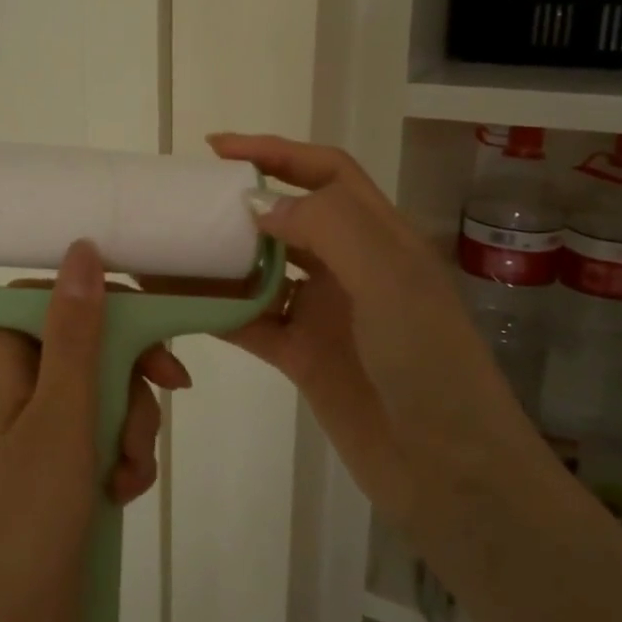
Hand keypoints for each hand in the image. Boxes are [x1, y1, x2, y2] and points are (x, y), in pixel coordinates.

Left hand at [0, 239, 186, 621]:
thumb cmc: (32, 511)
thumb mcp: (65, 411)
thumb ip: (76, 330)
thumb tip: (81, 249)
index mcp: (2, 362)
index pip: (48, 298)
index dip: (97, 301)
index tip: (142, 323)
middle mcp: (15, 387)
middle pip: (86, 345)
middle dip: (130, 377)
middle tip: (167, 393)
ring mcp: (36, 428)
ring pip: (103, 392)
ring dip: (132, 426)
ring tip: (128, 473)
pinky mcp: (56, 465)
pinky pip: (101, 435)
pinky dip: (120, 457)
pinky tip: (124, 493)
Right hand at [206, 133, 539, 539]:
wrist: (448, 472)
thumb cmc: (428, 363)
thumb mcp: (389, 278)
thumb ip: (327, 225)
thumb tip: (257, 206)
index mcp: (380, 237)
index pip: (326, 173)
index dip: (275, 152)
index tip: (218, 149)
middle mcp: (351, 268)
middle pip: (289, 218)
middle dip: (241, 204)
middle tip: (186, 201)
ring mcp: (325, 313)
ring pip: (263, 270)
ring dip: (222, 259)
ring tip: (172, 248)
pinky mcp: (302, 356)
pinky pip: (251, 320)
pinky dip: (218, 309)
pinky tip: (179, 302)